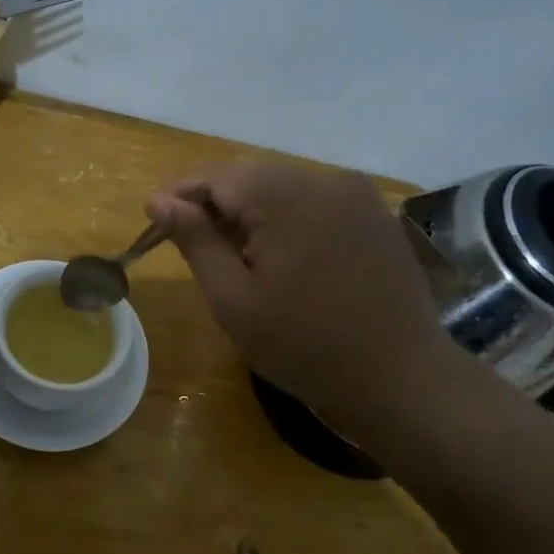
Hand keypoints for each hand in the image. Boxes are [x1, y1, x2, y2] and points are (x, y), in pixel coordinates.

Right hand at [146, 162, 462, 425]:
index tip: (154, 220)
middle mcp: (324, 180)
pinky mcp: (375, 215)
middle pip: (251, 176)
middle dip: (214, 202)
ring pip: (283, 187)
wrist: (399, 377)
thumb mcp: (233, 299)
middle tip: (189, 242)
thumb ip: (195, 241)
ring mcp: (356, 195)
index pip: (216, 176)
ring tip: (232, 253)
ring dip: (250, 211)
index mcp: (285, 197)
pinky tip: (280, 256)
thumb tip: (158, 200)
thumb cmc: (303, 345)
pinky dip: (286, 218)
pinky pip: (315, 202)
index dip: (180, 194)